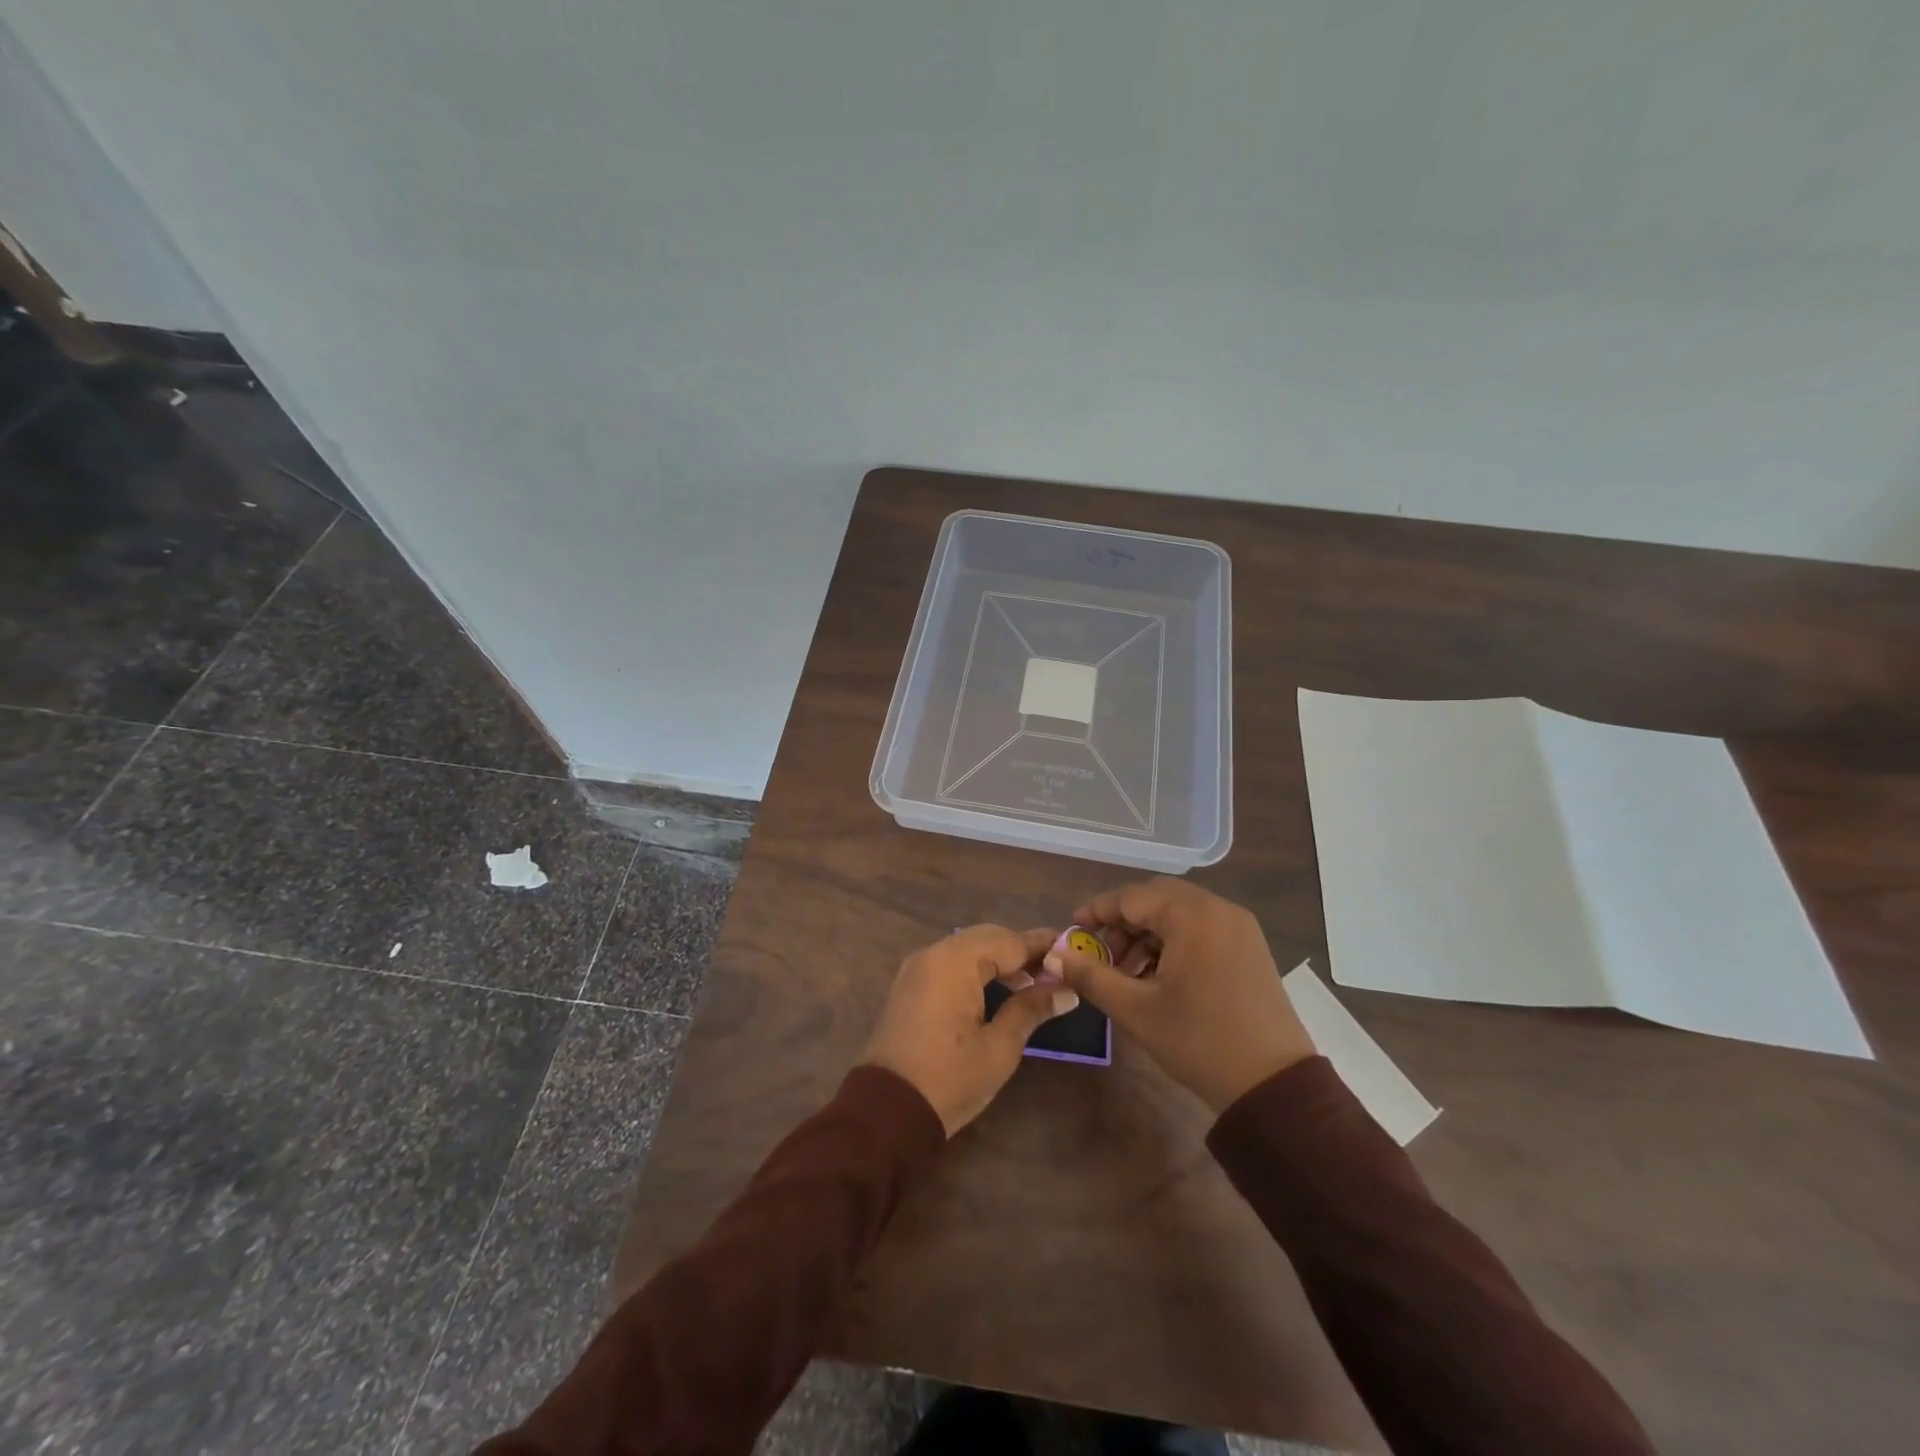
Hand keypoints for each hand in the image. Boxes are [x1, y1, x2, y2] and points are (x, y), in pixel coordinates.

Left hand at [862, 925, 1080, 1135]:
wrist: (887, 1112)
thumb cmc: (950, 1079)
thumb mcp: (1000, 1047)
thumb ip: (1031, 1009)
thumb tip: (1065, 990)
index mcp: (955, 961)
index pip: (1009, 941)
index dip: (1042, 946)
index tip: (1073, 948)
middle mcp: (933, 953)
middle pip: (987, 938)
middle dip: (1021, 949)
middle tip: (1056, 968)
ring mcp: (917, 967)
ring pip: (968, 947)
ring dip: (999, 959)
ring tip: (1034, 981)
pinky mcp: (910, 985)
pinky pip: (950, 962)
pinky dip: (976, 968)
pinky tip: (999, 989)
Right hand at [1046, 879, 1315, 1113]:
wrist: (1274, 1086)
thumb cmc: (1199, 1042)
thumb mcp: (1136, 1010)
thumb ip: (1091, 976)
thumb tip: (1054, 955)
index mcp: (1192, 917)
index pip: (1132, 897)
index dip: (1098, 910)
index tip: (1074, 929)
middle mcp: (1218, 909)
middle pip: (1157, 898)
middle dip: (1124, 920)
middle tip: (1103, 953)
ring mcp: (1240, 926)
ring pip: (1180, 912)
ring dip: (1149, 932)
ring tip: (1130, 972)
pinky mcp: (1251, 946)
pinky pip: (1202, 927)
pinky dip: (1175, 940)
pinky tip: (1161, 976)